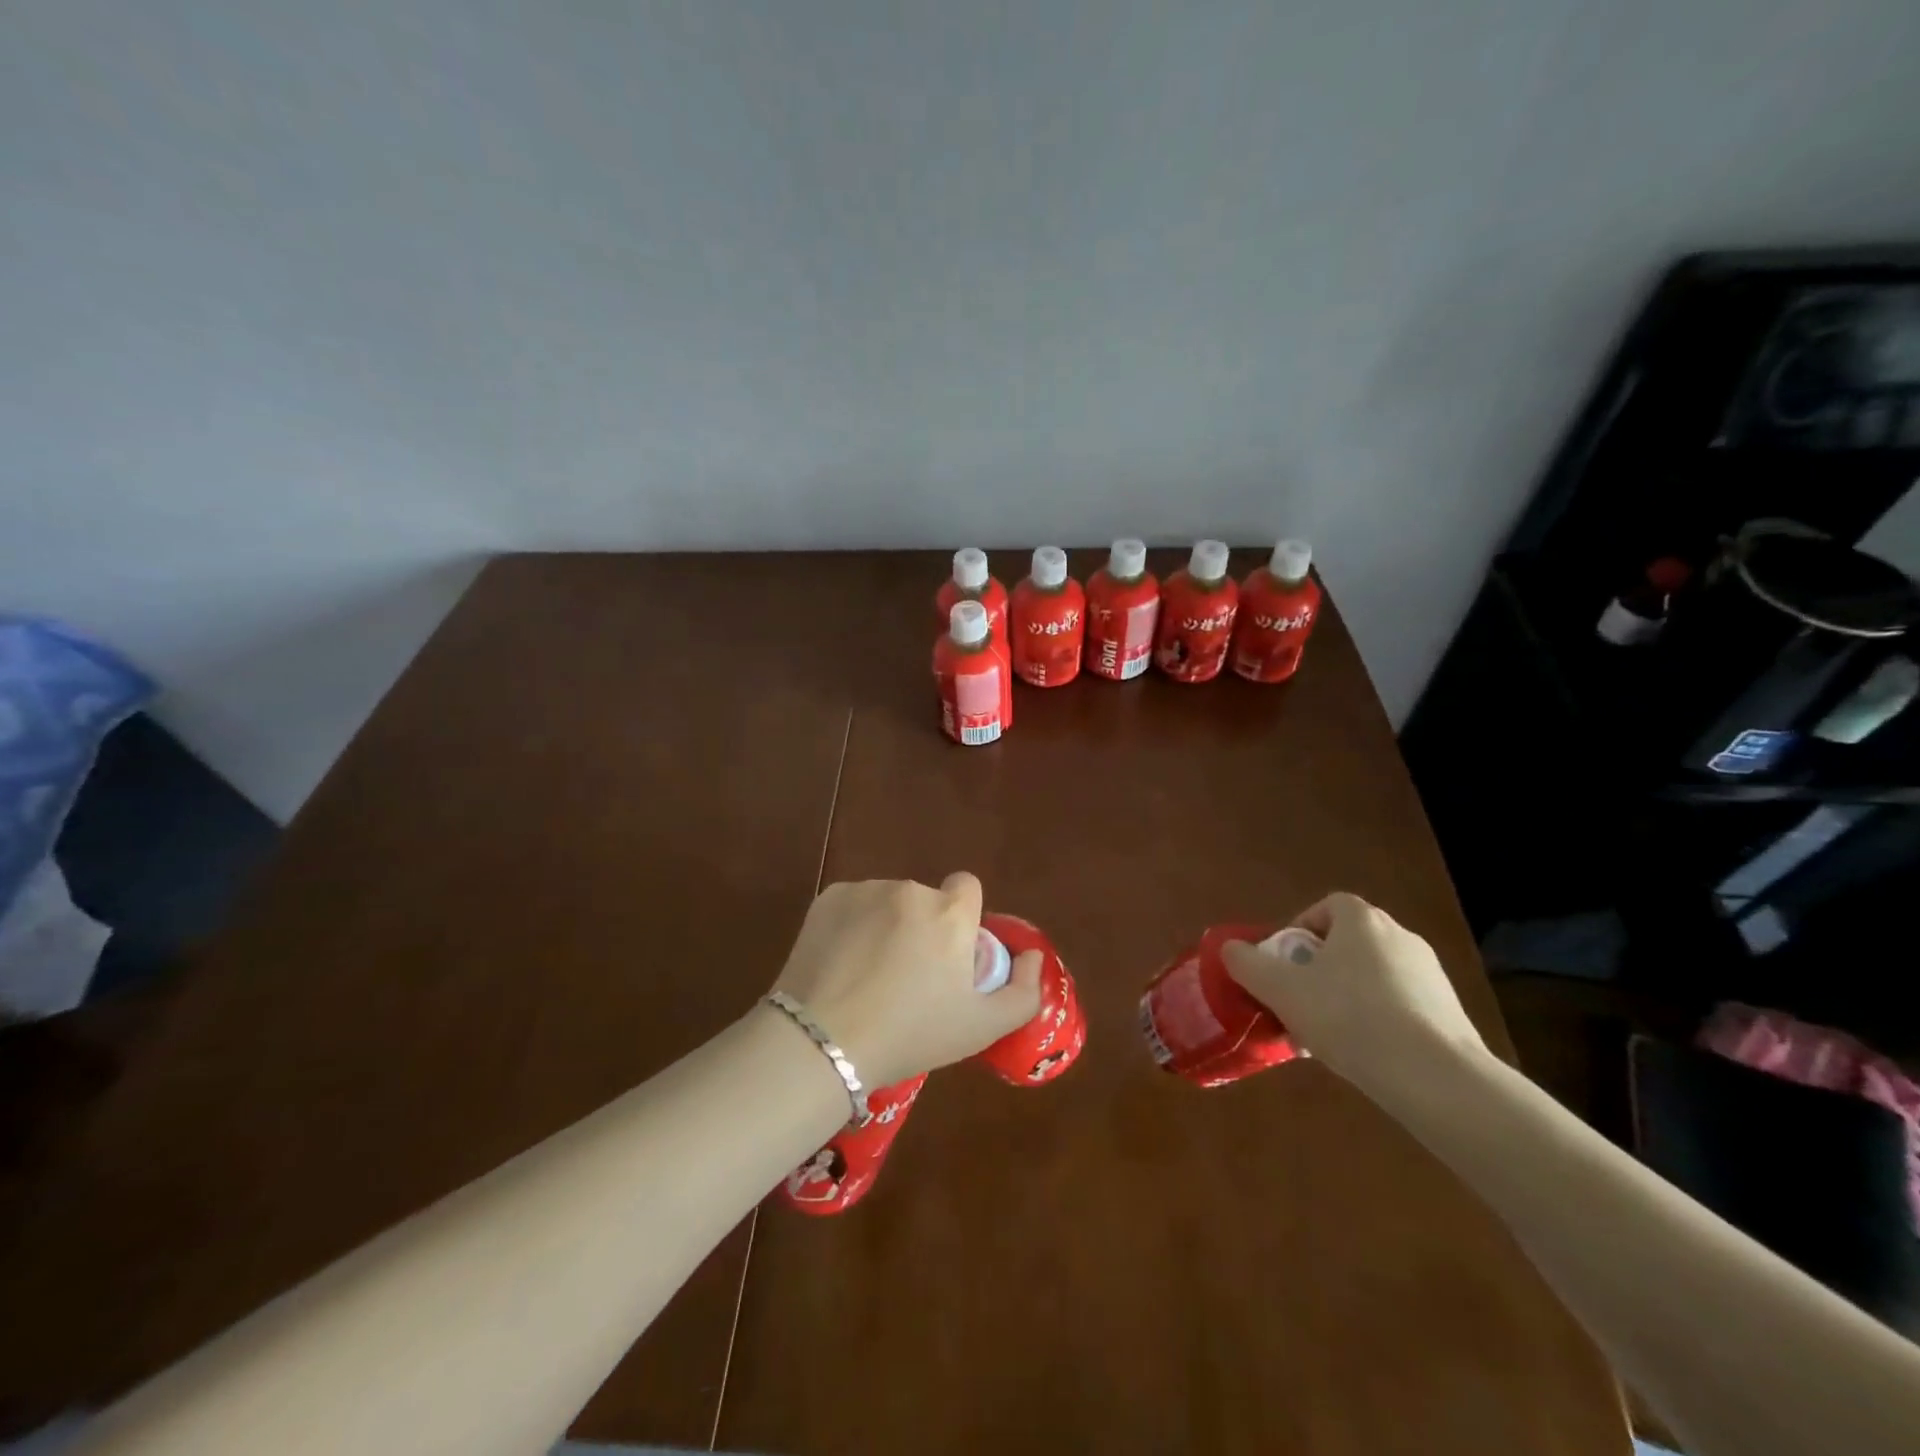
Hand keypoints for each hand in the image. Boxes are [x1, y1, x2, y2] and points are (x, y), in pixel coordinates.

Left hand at [771, 873, 1044, 1088]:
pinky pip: (853, 905)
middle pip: (926, 901)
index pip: (968, 887)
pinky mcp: (828, 899)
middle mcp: (910, 890)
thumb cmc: (911, 1035)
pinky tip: (842, 964)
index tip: (949, 956)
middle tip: (908, 979)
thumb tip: (1032, 957)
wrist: (824, 1041)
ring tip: (868, 977)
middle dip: (923, 928)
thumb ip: (1023, 992)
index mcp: (950, 913)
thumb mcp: (981, 1028)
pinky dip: (853, 926)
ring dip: (887, 926)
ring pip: (888, 903)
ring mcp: (865, 890)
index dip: (963, 919)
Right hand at [1220, 892, 1487, 1094]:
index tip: (1284, 963)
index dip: (1299, 929)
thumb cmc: (1350, 1018)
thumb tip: (1229, 949)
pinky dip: (1376, 1021)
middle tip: (1297, 1002)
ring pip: (1371, 977)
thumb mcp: (1282, 990)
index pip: (1327, 906)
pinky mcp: (1449, 1013)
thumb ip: (1248, 965)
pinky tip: (1362, 1055)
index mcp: (1362, 921)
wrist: (1437, 1078)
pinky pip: (1398, 1005)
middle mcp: (1400, 937)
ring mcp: (1430, 975)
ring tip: (1324, 1037)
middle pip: (1347, 943)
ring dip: (1344, 997)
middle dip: (1317, 969)